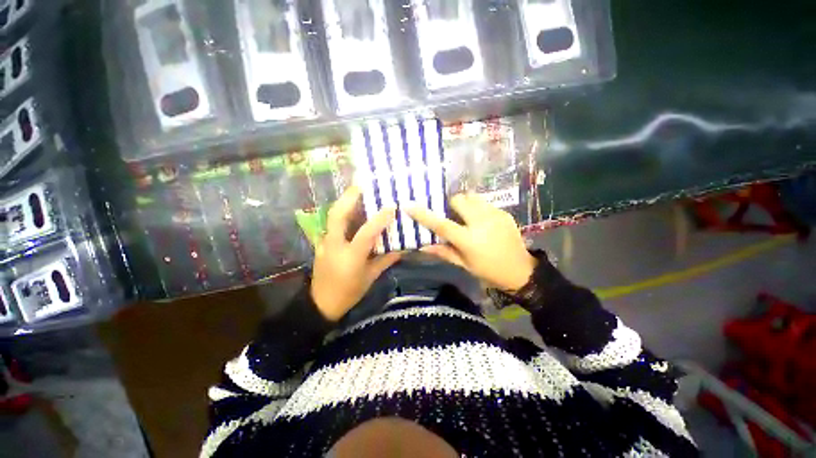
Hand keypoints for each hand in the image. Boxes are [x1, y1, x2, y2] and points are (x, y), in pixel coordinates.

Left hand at [311, 186, 401, 320]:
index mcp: (350, 257)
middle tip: (362, 184)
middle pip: (337, 215)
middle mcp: (334, 245)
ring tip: (358, 191)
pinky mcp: (322, 243)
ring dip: (345, 201)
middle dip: (349, 197)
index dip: (379, 219)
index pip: (365, 234)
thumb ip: (386, 260)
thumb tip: (403, 248)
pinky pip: (333, 223)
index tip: (391, 207)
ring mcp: (324, 243)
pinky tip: (352, 211)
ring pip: (332, 216)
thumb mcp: (370, 277)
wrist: (321, 304)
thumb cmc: (349, 292)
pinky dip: (343, 213)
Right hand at [406, 194, 536, 292]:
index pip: (442, 225)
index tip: (410, 205)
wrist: (521, 270)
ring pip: (473, 197)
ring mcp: (495, 215)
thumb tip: (422, 246)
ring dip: (465, 203)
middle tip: (451, 214)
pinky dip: (477, 207)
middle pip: (459, 200)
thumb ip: (443, 252)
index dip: (424, 215)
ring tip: (466, 216)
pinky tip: (480, 220)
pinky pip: (484, 203)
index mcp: (469, 240)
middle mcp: (481, 223)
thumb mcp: (464, 265)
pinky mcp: (504, 213)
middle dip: (451, 204)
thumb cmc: (489, 271)